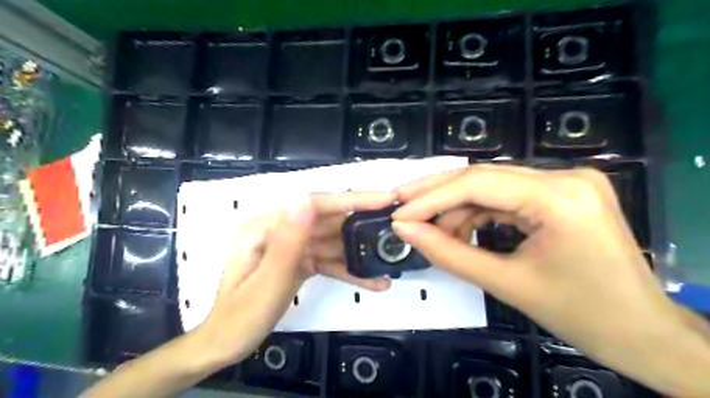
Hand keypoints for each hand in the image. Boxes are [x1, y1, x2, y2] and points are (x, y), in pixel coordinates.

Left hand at [193, 192, 392, 368]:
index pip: (315, 204)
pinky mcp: (299, 261)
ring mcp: (291, 246)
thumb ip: (287, 242)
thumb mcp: (266, 282)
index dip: (351, 199)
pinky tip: (371, 280)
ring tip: (389, 257)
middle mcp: (280, 231)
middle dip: (362, 223)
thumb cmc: (241, 317)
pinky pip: (327, 260)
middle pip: (327, 221)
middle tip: (396, 225)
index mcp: (266, 228)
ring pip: (332, 242)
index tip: (384, 198)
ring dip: (359, 251)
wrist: (226, 344)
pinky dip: (348, 269)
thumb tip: (306, 200)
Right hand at [388, 163, 709, 397]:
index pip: (477, 184)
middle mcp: (565, 176)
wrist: (642, 333)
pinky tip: (459, 229)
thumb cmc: (580, 315)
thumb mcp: (505, 284)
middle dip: (437, 193)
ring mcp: (565, 181)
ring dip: (456, 207)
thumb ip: (448, 253)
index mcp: (559, 197)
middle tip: (401, 205)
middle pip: (482, 176)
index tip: (398, 213)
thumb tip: (404, 230)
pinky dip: (477, 213)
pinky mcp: (561, 193)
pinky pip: (506, 196)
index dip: (430, 198)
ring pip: (491, 185)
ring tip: (430, 230)